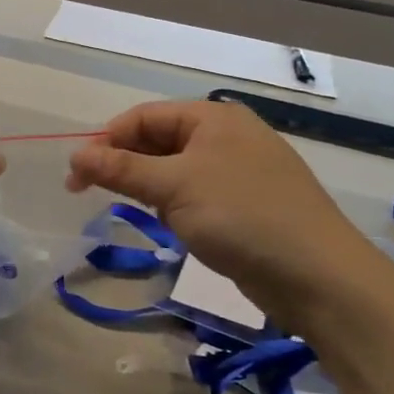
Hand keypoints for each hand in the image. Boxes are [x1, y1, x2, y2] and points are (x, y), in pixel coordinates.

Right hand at [66, 100, 381, 321]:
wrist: (319, 277)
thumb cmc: (241, 216)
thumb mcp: (173, 187)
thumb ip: (120, 169)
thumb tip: (74, 155)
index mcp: (213, 117)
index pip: (144, 117)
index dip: (106, 140)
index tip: (77, 173)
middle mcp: (226, 136)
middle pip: (158, 141)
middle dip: (124, 164)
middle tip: (88, 192)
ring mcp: (239, 171)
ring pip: (175, 170)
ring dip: (148, 187)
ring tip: (131, 209)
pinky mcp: (246, 205)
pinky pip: (195, 193)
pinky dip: (174, 204)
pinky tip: (170, 225)